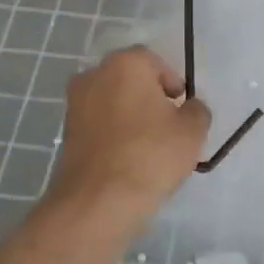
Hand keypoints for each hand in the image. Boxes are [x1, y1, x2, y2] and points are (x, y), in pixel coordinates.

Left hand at [43, 47, 211, 223]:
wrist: (99, 200)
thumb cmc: (151, 154)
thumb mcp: (192, 130)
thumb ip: (196, 110)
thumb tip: (189, 108)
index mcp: (126, 64)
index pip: (155, 62)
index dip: (173, 84)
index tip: (181, 110)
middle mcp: (94, 75)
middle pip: (131, 80)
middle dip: (149, 98)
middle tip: (167, 126)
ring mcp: (75, 104)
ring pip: (113, 102)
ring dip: (130, 117)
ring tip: (148, 146)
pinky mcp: (66, 132)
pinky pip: (99, 124)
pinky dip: (113, 134)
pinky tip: (128, 158)